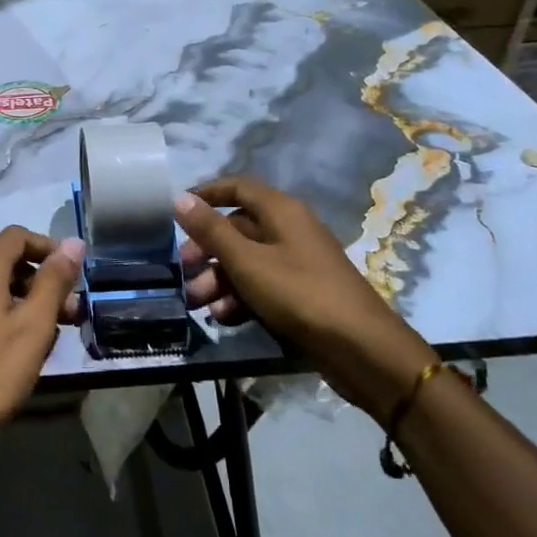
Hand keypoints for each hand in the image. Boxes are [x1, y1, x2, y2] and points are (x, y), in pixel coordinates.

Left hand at [0, 227, 84, 464]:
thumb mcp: (36, 324)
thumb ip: (55, 279)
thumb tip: (72, 242)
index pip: (14, 236)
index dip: (46, 247)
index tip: (70, 274)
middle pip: (1, 266)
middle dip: (38, 282)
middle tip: (68, 314)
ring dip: (18, 304)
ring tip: (44, 337)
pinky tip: (8, 353)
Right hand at [176, 177, 436, 421]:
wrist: (360, 348)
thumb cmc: (298, 293)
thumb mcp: (247, 261)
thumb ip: (212, 230)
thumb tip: (181, 198)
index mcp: (281, 211)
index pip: (237, 187)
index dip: (206, 195)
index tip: (177, 212)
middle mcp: (289, 230)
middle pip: (237, 228)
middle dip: (207, 251)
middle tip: (184, 272)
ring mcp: (296, 263)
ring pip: (246, 261)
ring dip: (218, 280)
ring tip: (199, 303)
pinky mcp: (300, 293)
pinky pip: (262, 285)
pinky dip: (240, 297)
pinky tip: (225, 318)